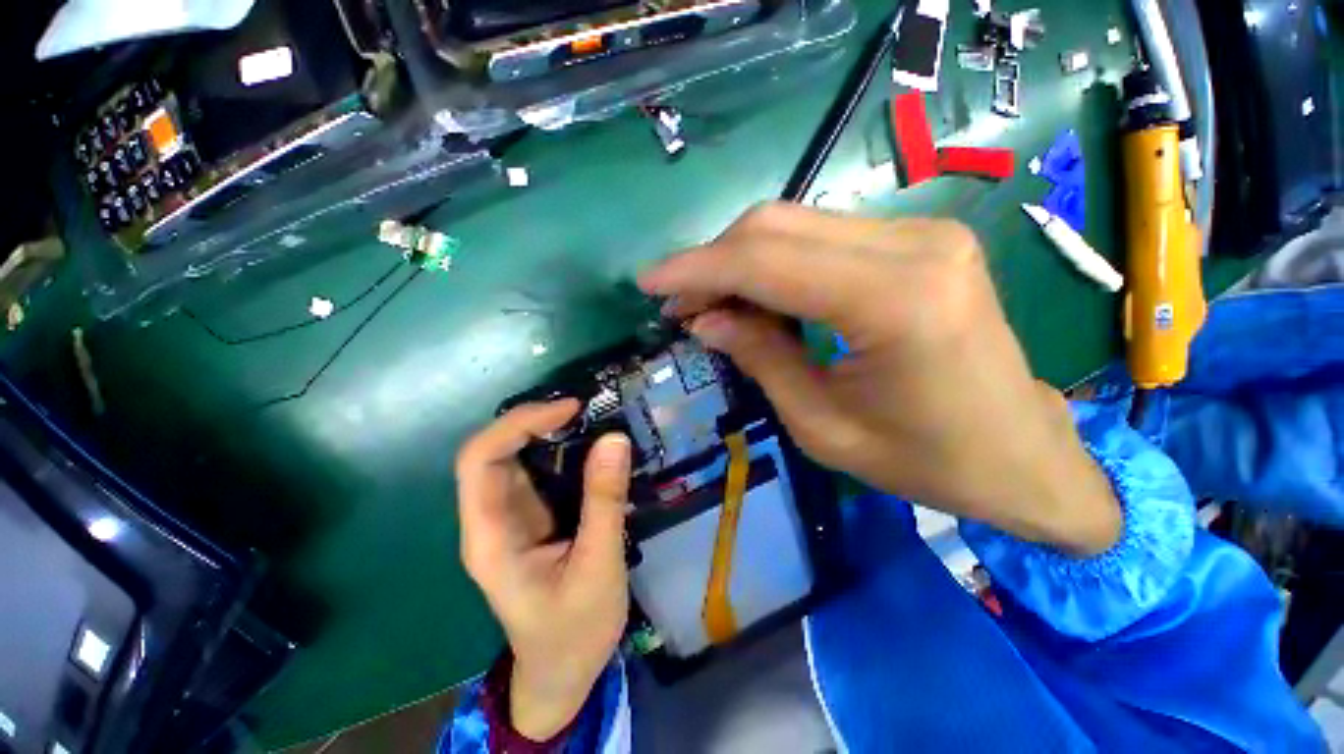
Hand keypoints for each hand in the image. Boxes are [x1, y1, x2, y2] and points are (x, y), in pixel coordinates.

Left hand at [456, 400, 631, 739]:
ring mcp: (510, 516)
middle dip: (532, 420)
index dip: (518, 425)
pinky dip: (560, 448)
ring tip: (589, 417)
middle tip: (582, 408)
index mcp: (490, 537)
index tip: (569, 410)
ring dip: (546, 430)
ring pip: (514, 456)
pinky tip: (587, 442)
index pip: (480, 460)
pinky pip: (537, 470)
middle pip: (492, 450)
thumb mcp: (597, 568)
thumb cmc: (574, 631)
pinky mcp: (532, 516)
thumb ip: (604, 502)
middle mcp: (491, 518)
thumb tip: (614, 438)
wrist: (562, 671)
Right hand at [640, 203, 1119, 554]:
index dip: (697, 268)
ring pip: (794, 223)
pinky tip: (754, 294)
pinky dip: (773, 262)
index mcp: (896, 302)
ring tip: (708, 303)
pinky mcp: (919, 239)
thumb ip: (760, 358)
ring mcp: (921, 232)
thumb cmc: (925, 460)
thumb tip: (704, 318)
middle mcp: (914, 245)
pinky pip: (820, 236)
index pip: (767, 261)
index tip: (649, 284)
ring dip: (739, 260)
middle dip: (713, 261)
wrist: (1020, 451)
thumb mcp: (822, 426)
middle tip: (679, 303)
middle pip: (777, 225)